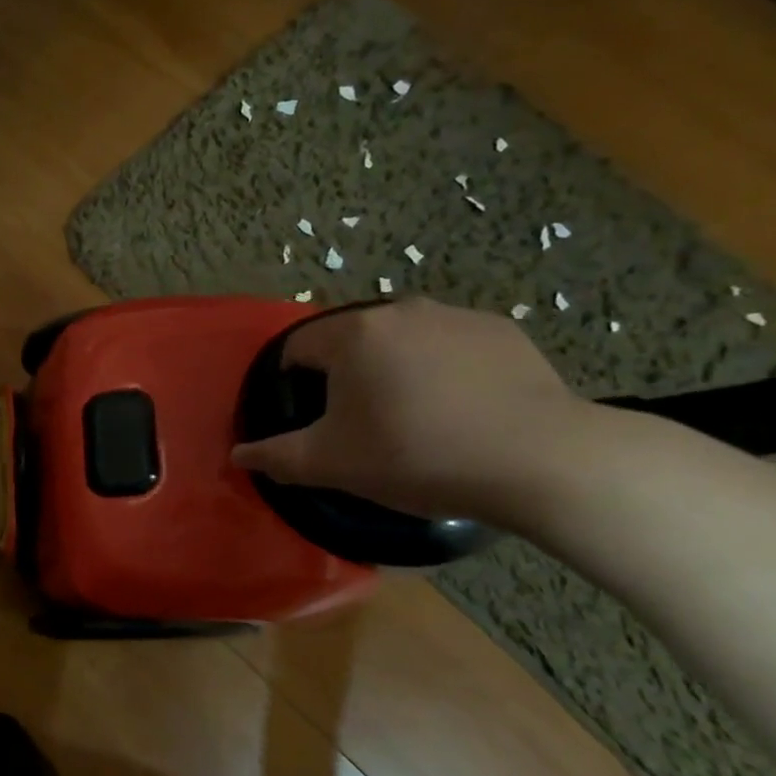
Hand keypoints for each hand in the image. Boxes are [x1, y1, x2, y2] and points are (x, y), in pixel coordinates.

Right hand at [229, 298, 596, 526]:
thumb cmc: (415, 456)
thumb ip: (276, 456)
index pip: (298, 348)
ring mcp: (456, 316)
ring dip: (395, 370)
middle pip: (350, 341)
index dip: (295, 385)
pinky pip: (451, 346)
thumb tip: (238, 454)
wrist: (536, 459)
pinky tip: (462, 411)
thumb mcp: (332, 464)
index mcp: (352, 335)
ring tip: (417, 419)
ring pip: (402, 341)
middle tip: (364, 425)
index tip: (317, 421)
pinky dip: (444, 370)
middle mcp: (400, 310)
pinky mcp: (502, 331)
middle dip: (347, 376)